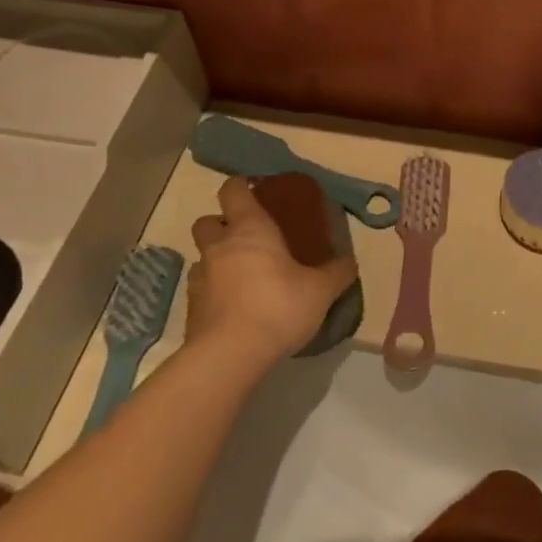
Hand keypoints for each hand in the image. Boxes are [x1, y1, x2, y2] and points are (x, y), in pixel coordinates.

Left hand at [187, 177, 356, 363]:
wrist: (230, 354)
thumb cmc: (278, 307)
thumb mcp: (321, 290)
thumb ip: (337, 273)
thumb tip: (350, 262)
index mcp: (250, 230)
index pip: (233, 191)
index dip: (241, 186)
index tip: (255, 191)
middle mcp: (220, 246)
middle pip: (207, 221)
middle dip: (222, 224)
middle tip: (248, 240)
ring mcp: (200, 277)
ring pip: (203, 256)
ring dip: (218, 260)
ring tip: (244, 278)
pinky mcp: (191, 308)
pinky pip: (202, 289)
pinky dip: (215, 292)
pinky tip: (235, 308)